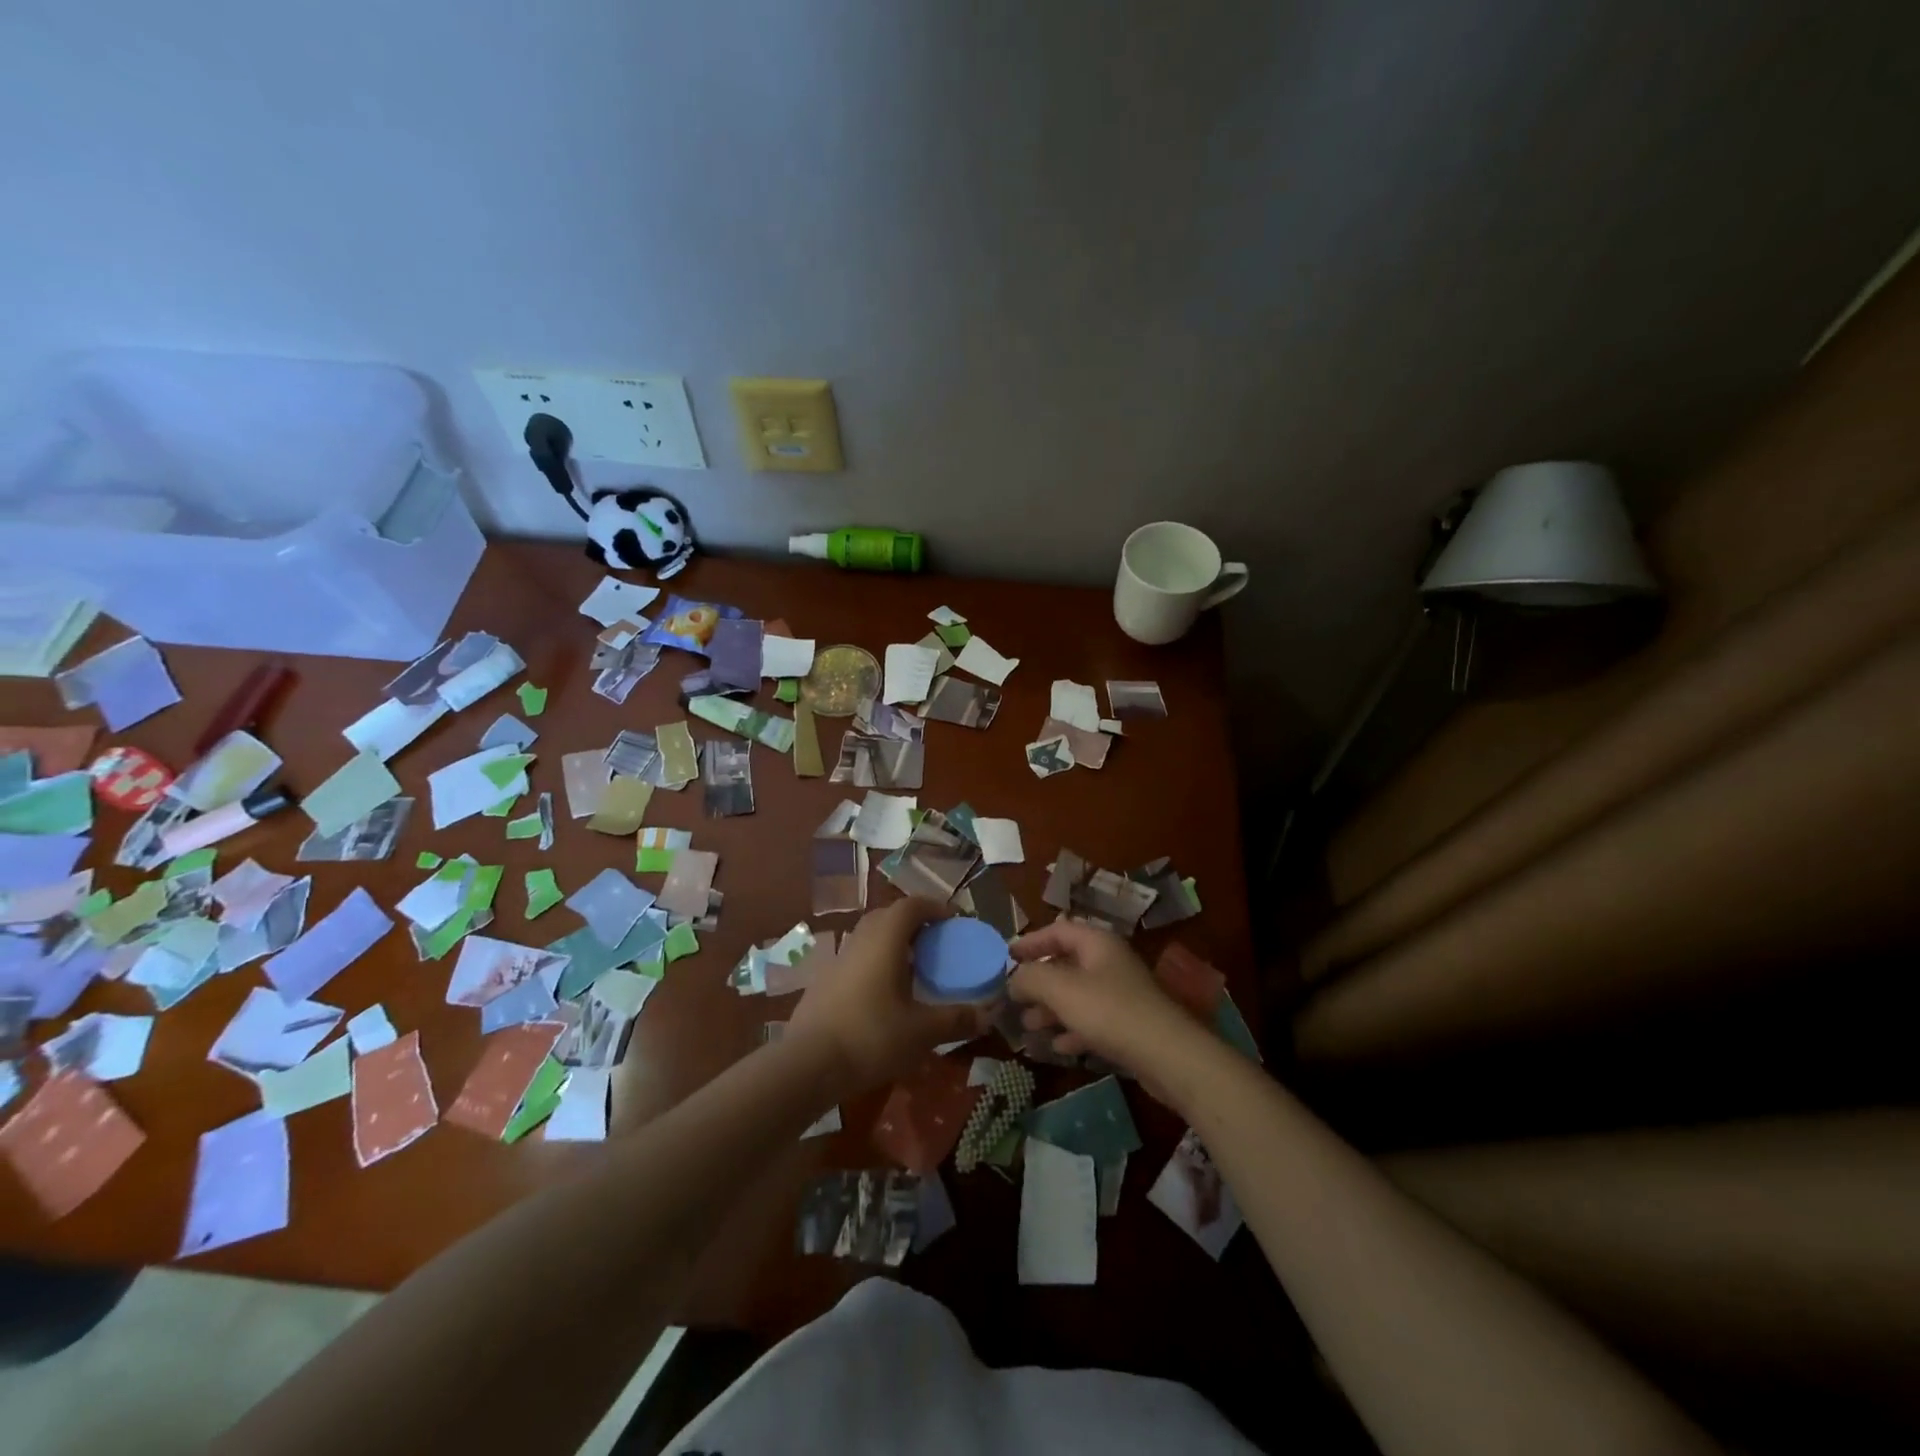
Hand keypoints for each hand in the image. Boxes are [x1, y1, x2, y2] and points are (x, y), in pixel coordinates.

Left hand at [788, 898, 988, 1094]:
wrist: (807, 1065)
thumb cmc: (871, 1037)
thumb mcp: (922, 1032)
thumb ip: (956, 1020)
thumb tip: (988, 1015)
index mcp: (884, 939)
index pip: (911, 905)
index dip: (935, 907)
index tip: (954, 920)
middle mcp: (860, 940)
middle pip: (888, 916)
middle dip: (914, 923)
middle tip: (936, 942)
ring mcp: (837, 960)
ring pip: (870, 937)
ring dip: (893, 943)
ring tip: (914, 969)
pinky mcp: (824, 982)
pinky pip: (857, 959)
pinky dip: (876, 963)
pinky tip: (885, 994)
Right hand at [1007, 920, 1197, 1079]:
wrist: (1168, 1055)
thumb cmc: (1110, 1012)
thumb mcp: (1061, 990)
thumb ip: (1031, 978)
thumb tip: (1013, 979)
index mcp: (1097, 943)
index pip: (1058, 930)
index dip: (1031, 941)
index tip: (1007, 955)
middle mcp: (1110, 962)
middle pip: (1067, 963)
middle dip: (1039, 981)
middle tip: (1015, 998)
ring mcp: (1122, 994)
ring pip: (1078, 995)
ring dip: (1052, 1009)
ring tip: (1030, 1025)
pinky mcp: (1129, 1024)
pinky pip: (1093, 1020)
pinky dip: (1072, 1029)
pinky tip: (1058, 1047)